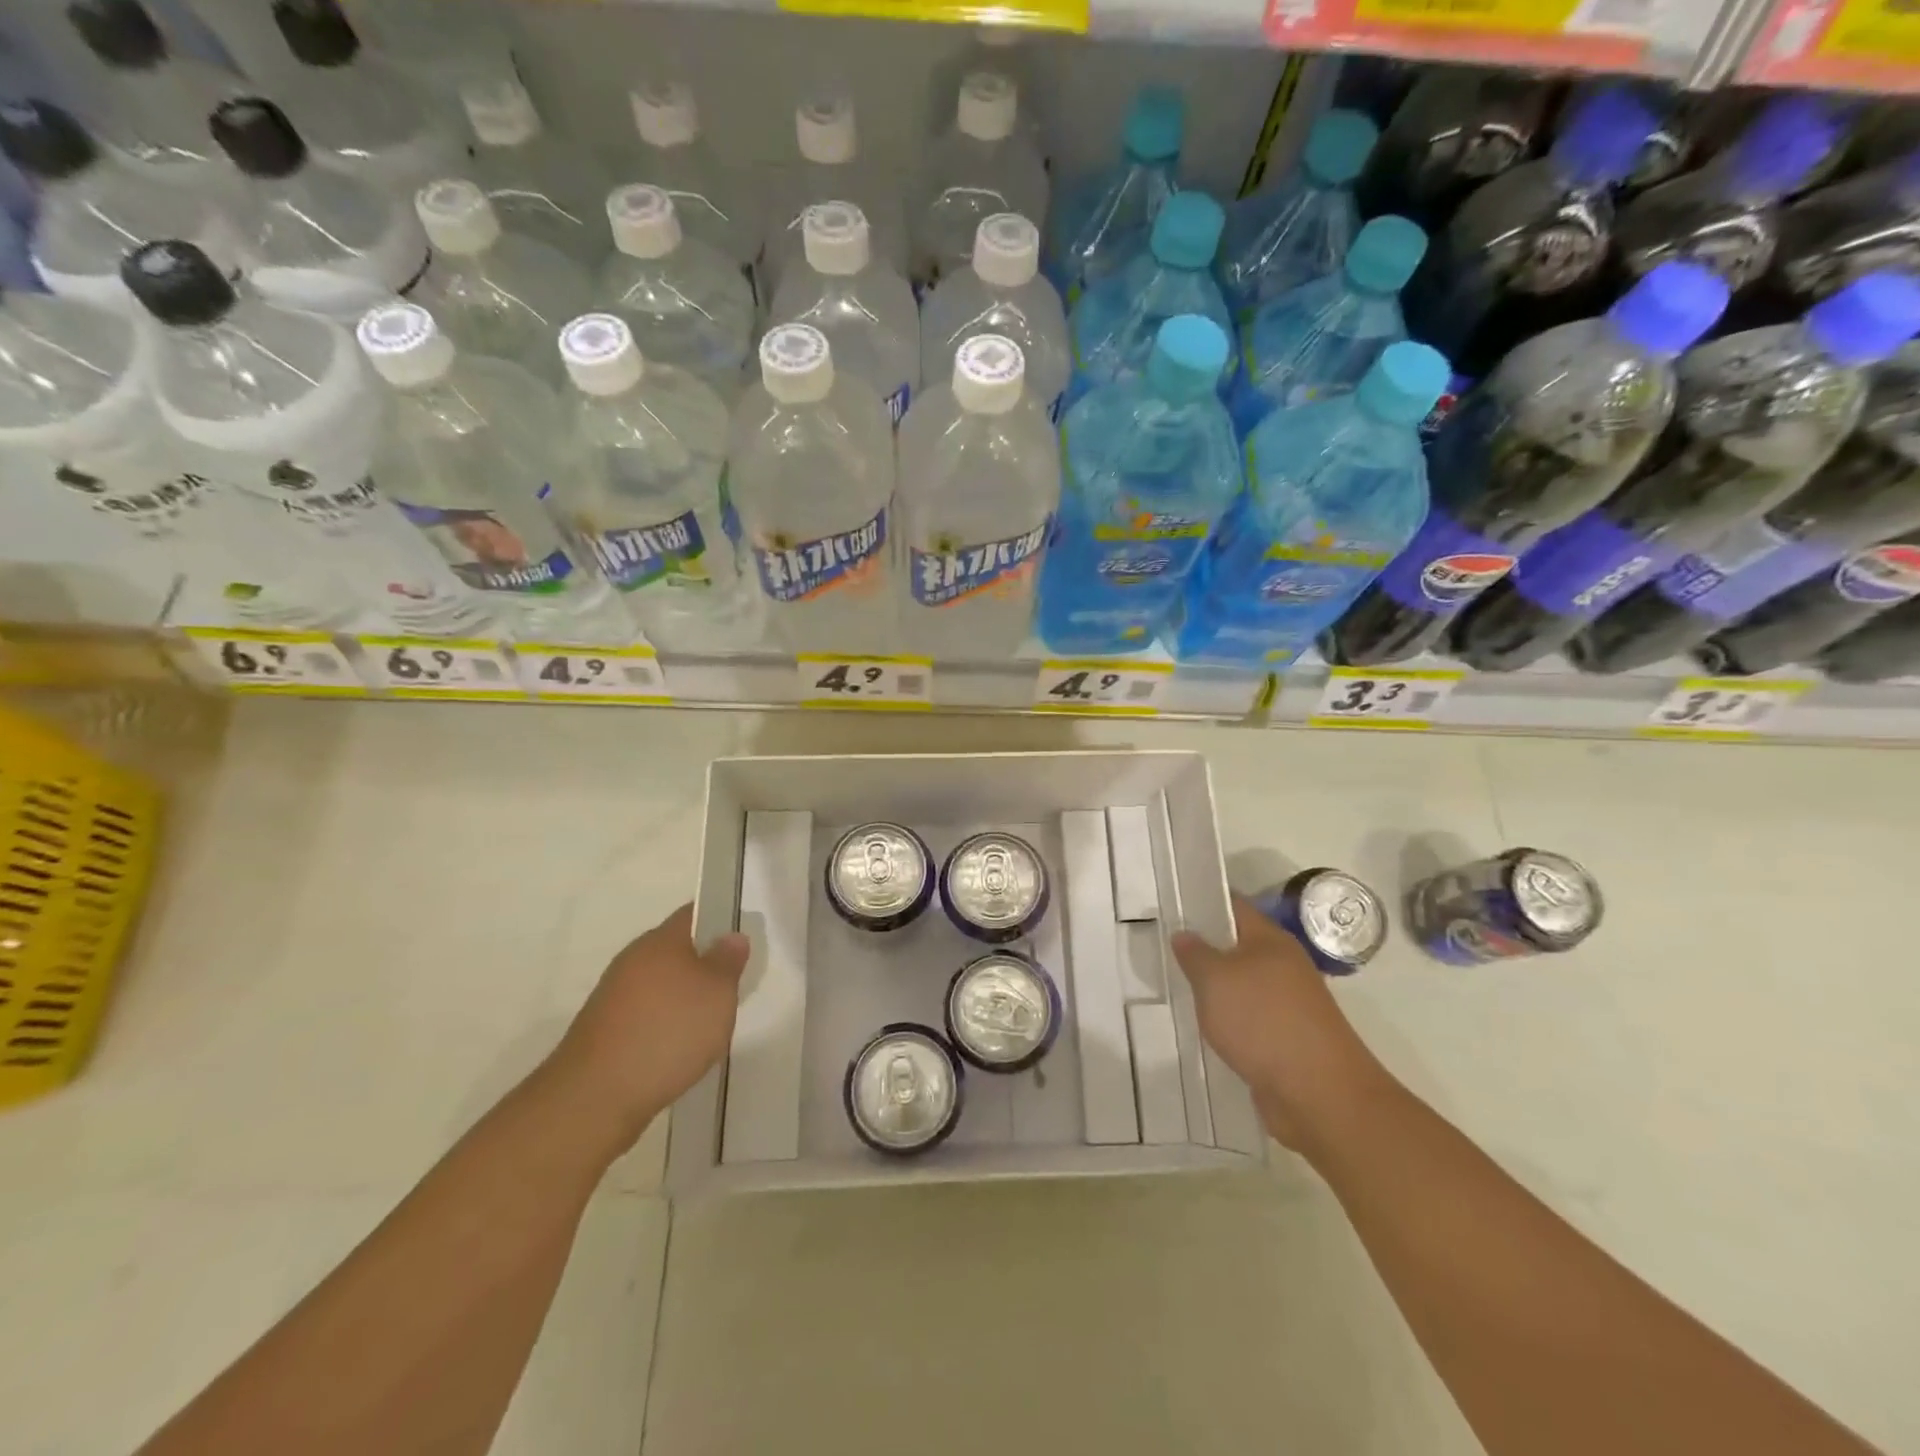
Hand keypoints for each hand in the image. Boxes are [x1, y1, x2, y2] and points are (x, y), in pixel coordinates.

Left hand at [548, 903, 749, 1153]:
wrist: (594, 1098)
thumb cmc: (667, 1032)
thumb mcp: (717, 993)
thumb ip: (728, 961)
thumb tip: (731, 936)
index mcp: (660, 941)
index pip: (694, 913)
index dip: (720, 918)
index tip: (742, 936)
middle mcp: (633, 959)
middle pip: (676, 949)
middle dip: (704, 962)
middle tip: (733, 983)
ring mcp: (614, 995)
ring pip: (660, 983)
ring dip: (684, 996)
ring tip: (710, 1021)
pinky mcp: (604, 1030)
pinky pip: (645, 1014)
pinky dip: (665, 1023)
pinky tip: (678, 1047)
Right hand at [1172, 894, 1386, 1152]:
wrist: (1319, 1094)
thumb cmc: (1263, 1021)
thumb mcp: (1215, 979)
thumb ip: (1195, 954)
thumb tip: (1184, 934)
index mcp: (1271, 940)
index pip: (1234, 906)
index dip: (1204, 901)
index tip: (1172, 903)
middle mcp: (1283, 966)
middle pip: (1238, 946)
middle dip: (1204, 947)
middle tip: (1164, 948)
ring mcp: (1288, 1005)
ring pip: (1242, 985)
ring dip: (1215, 988)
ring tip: (1177, 988)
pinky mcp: (1286, 1040)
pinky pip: (1248, 1019)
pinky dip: (1228, 1021)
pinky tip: (1204, 1028)